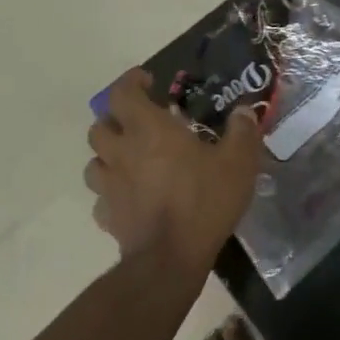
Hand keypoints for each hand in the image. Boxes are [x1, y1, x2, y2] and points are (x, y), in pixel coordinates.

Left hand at [84, 70, 263, 269]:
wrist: (171, 259)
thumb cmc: (203, 201)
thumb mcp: (237, 163)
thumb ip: (242, 133)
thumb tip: (244, 111)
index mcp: (148, 130)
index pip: (121, 93)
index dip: (130, 82)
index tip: (146, 81)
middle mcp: (122, 152)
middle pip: (99, 126)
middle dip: (115, 120)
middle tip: (139, 123)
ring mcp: (110, 186)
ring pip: (94, 162)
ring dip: (109, 156)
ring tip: (132, 160)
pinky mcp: (108, 217)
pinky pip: (102, 199)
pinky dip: (113, 193)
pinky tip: (131, 198)